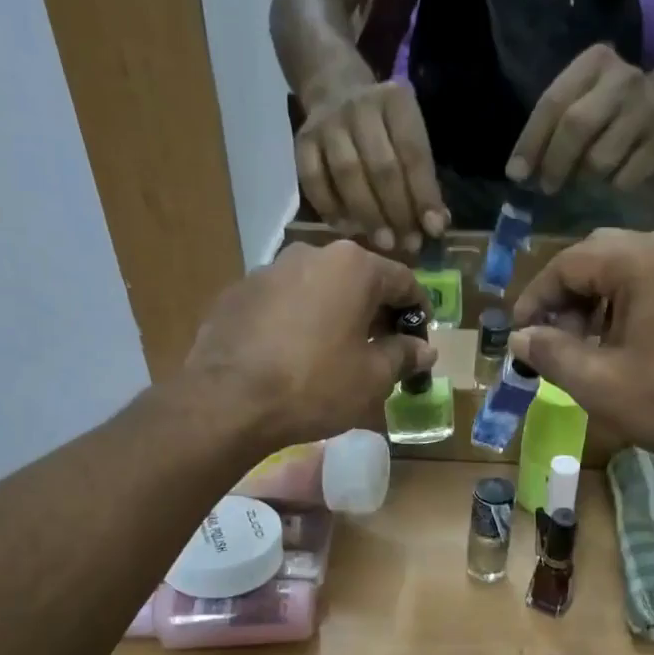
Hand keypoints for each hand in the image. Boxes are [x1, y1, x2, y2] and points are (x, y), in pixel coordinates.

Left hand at [185, 240, 434, 451]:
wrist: (229, 401)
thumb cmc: (315, 385)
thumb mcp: (373, 378)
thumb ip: (403, 356)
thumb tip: (424, 350)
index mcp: (353, 266)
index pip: (403, 280)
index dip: (418, 312)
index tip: (420, 340)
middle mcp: (311, 254)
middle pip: (357, 280)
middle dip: (374, 312)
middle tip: (381, 350)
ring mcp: (268, 270)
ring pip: (317, 288)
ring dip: (333, 314)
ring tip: (334, 353)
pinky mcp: (237, 292)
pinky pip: (281, 303)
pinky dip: (296, 321)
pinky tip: (292, 356)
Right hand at [295, 75, 448, 253]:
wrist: (334, 91)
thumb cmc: (384, 128)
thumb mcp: (410, 138)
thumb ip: (423, 179)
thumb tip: (435, 226)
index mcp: (395, 102)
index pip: (413, 153)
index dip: (424, 195)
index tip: (433, 229)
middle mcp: (360, 107)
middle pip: (380, 167)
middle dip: (397, 211)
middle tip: (407, 244)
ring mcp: (327, 124)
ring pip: (347, 175)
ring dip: (367, 215)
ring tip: (383, 243)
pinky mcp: (302, 142)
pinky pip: (314, 181)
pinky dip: (332, 209)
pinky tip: (348, 229)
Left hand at [507, 44, 653, 195]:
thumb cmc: (609, 106)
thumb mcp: (581, 97)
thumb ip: (550, 126)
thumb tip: (518, 173)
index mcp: (595, 62)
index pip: (552, 103)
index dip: (530, 142)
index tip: (516, 174)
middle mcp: (624, 80)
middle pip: (576, 127)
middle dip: (554, 164)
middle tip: (546, 187)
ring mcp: (647, 111)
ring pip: (599, 160)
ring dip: (583, 179)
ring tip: (582, 178)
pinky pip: (624, 179)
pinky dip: (610, 186)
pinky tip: (611, 177)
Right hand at [508, 231, 653, 478]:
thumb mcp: (599, 384)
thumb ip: (550, 353)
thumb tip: (519, 338)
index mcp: (643, 260)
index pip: (569, 262)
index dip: (536, 297)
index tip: (520, 335)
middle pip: (600, 256)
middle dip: (567, 296)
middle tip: (552, 339)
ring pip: (631, 267)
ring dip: (598, 300)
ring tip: (585, 346)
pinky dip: (631, 303)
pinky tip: (626, 344)